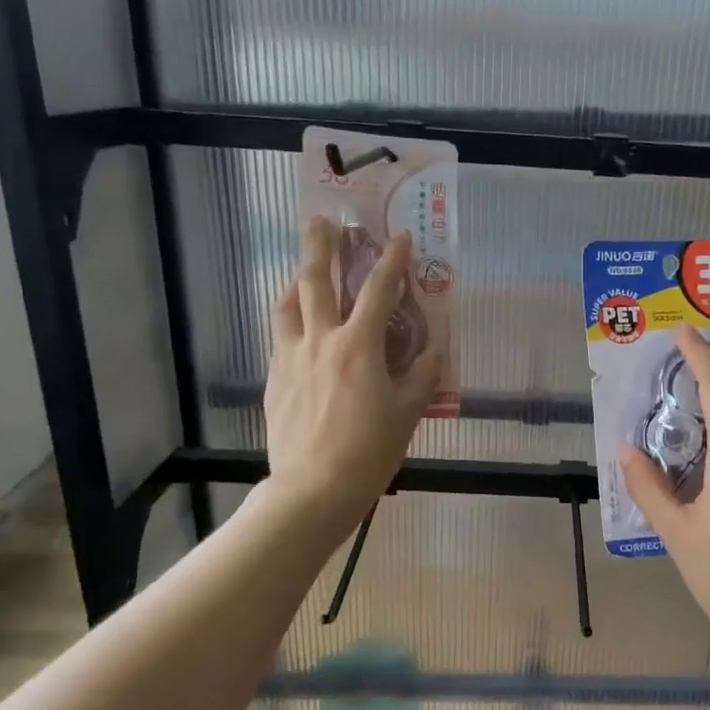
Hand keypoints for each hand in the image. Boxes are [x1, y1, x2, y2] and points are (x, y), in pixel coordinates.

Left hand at [263, 218, 441, 538]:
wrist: (313, 488)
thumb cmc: (369, 450)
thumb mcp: (407, 414)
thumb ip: (422, 377)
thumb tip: (433, 353)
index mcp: (359, 346)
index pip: (378, 290)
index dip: (392, 260)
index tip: (399, 236)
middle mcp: (321, 341)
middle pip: (317, 281)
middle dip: (322, 246)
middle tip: (323, 221)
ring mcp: (292, 358)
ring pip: (288, 305)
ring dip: (298, 279)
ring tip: (303, 269)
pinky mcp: (275, 379)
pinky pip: (281, 336)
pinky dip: (290, 318)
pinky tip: (297, 325)